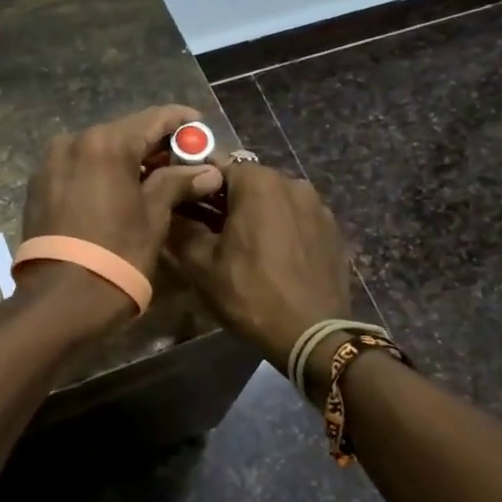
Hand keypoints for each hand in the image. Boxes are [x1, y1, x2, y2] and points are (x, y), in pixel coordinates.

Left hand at [21, 105, 223, 282]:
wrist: (61, 297)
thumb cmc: (118, 253)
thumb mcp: (154, 216)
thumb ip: (178, 183)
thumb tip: (208, 171)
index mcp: (106, 143)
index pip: (152, 118)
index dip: (180, 121)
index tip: (201, 126)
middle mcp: (74, 141)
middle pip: (124, 132)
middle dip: (154, 143)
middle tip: (183, 159)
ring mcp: (52, 162)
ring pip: (99, 149)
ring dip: (126, 158)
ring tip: (153, 177)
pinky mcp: (39, 183)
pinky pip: (78, 167)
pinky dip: (101, 172)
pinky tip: (119, 189)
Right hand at [166, 161, 350, 368]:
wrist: (313, 336)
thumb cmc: (251, 293)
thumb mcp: (201, 264)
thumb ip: (181, 229)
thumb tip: (169, 212)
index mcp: (258, 182)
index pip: (216, 165)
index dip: (196, 183)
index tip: (183, 204)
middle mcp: (292, 183)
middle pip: (248, 181)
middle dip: (226, 198)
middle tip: (207, 228)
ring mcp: (318, 206)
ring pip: (274, 199)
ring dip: (255, 213)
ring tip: (241, 244)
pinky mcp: (333, 230)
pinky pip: (297, 218)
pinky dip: (280, 227)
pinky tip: (271, 256)